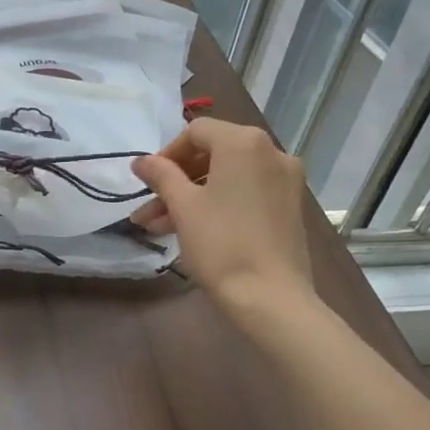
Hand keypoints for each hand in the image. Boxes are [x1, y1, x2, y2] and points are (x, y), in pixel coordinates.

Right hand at [132, 119, 313, 311]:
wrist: (270, 297)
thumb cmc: (221, 244)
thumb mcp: (183, 207)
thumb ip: (161, 175)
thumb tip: (141, 161)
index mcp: (244, 143)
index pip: (196, 132)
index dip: (166, 154)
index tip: (147, 182)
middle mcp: (271, 152)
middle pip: (213, 154)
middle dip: (176, 180)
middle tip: (148, 207)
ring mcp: (285, 180)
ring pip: (227, 178)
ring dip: (191, 196)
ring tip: (157, 227)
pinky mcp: (289, 206)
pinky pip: (245, 193)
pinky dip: (217, 204)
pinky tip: (190, 229)